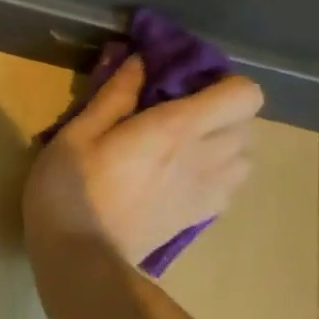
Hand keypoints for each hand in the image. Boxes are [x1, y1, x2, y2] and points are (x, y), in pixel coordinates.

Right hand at [23, 56, 263, 267]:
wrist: (80, 258)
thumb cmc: (70, 189)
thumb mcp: (77, 133)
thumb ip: (114, 95)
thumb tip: (141, 60)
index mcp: (176, 128)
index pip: (243, 94)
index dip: (222, 83)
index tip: (184, 85)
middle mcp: (204, 157)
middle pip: (248, 123)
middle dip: (221, 112)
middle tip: (178, 114)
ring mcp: (207, 192)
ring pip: (244, 157)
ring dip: (223, 144)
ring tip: (184, 146)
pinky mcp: (199, 218)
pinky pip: (230, 186)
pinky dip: (218, 174)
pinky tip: (182, 176)